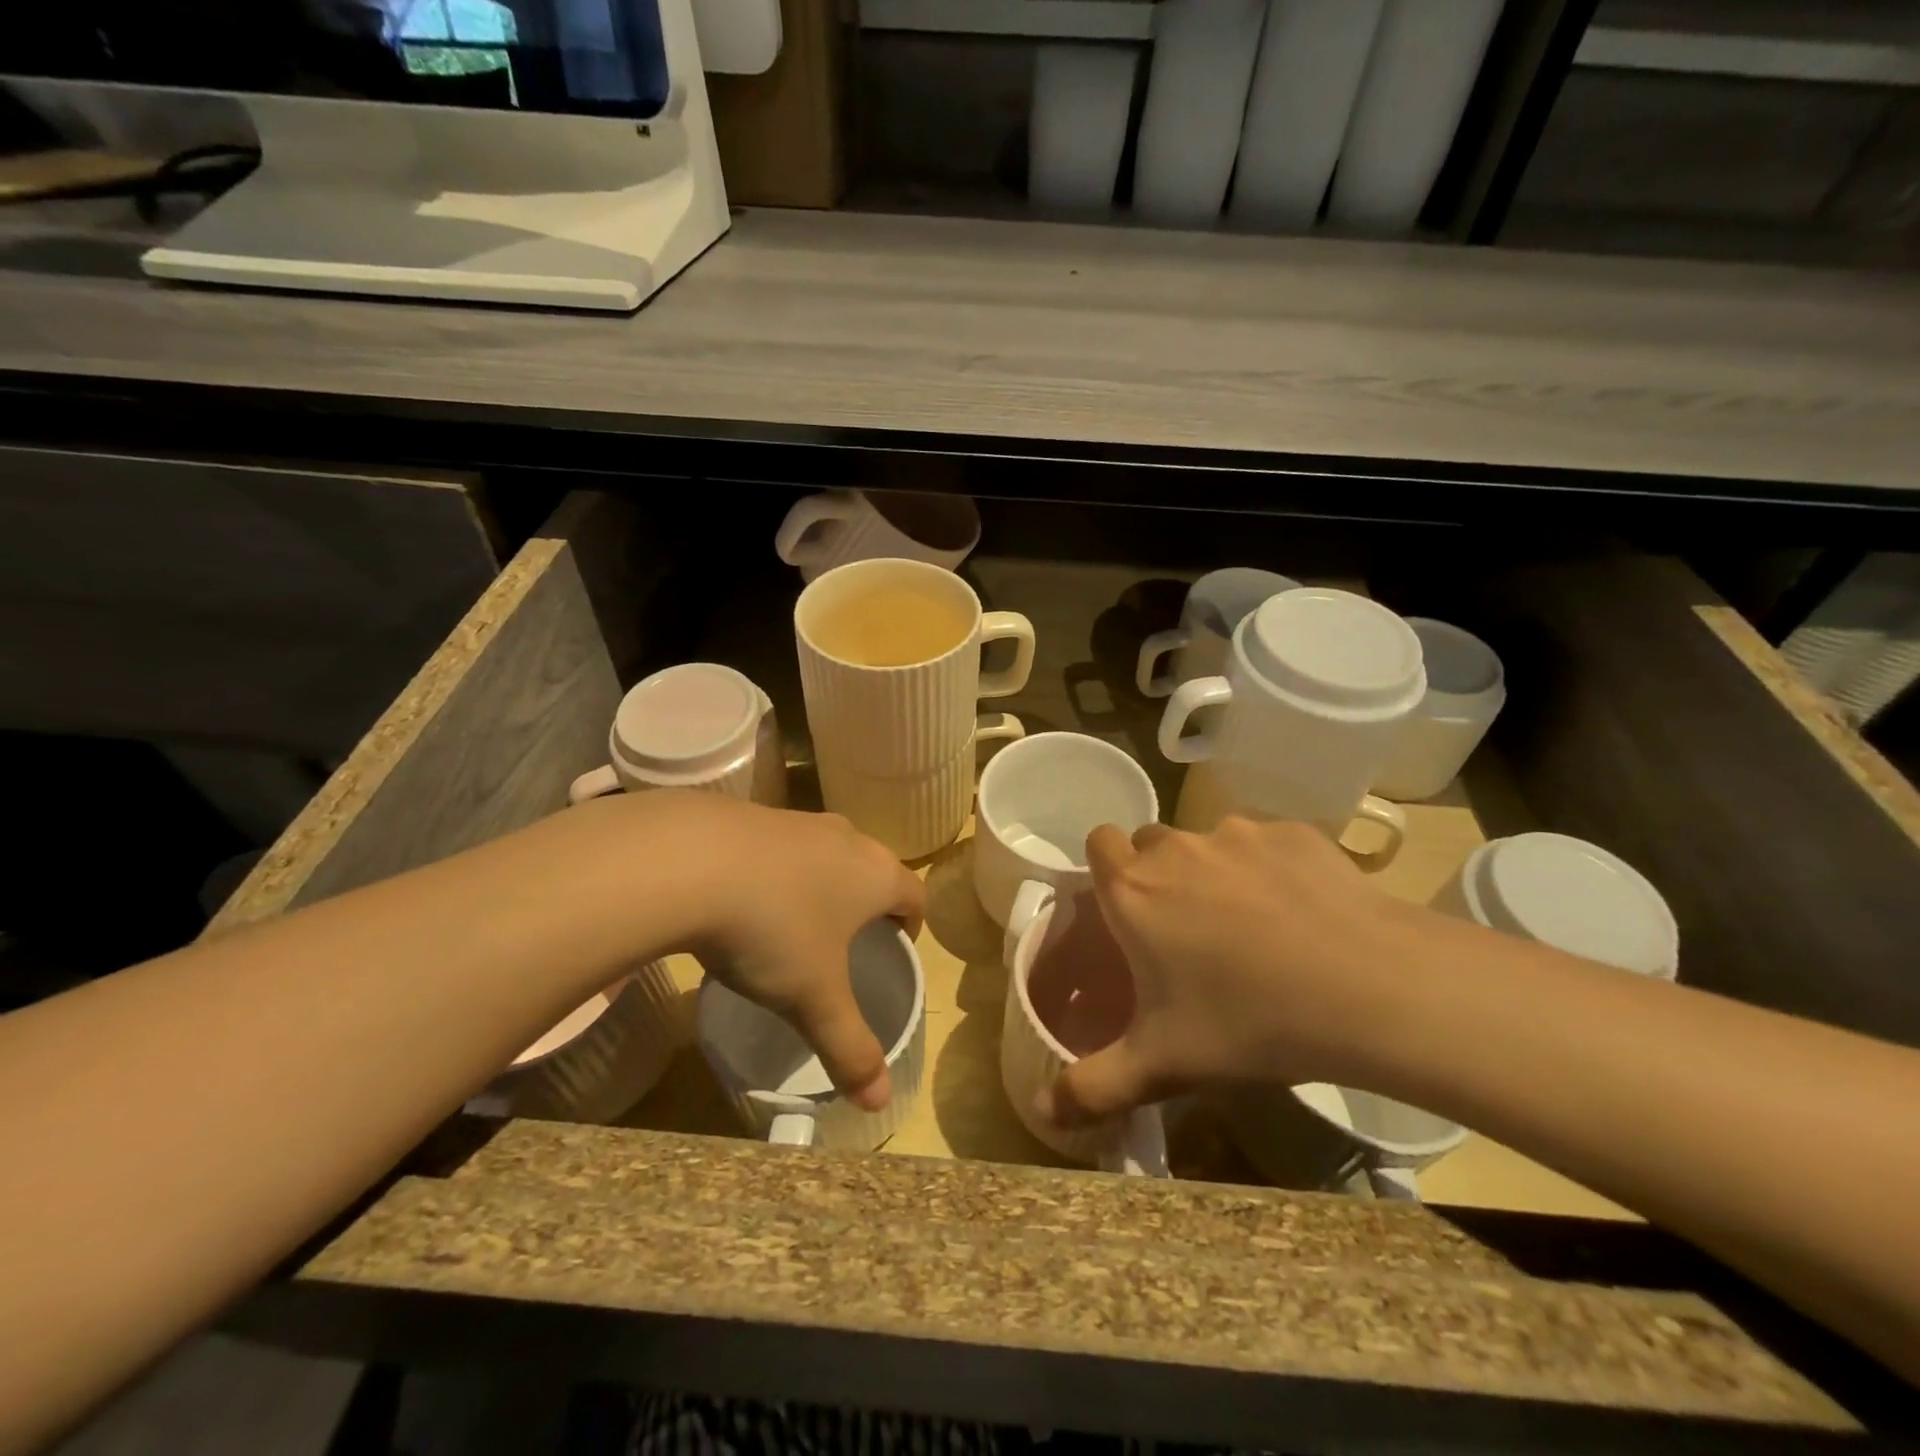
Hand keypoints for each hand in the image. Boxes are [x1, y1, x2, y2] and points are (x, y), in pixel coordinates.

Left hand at [608, 793, 923, 1110]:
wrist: (690, 860)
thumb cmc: (774, 929)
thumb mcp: (813, 998)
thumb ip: (850, 1048)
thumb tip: (882, 1102)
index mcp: (877, 874)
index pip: (915, 895)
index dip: (912, 924)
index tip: (895, 949)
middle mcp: (847, 838)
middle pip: (872, 870)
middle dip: (865, 904)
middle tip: (845, 944)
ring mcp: (799, 822)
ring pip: (826, 855)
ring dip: (821, 885)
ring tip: (793, 925)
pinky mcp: (755, 815)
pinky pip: (782, 847)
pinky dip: (777, 872)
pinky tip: (744, 900)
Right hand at [1053, 816, 1457, 1123]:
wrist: (1369, 988)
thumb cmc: (1247, 1021)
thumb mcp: (1162, 1065)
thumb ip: (1094, 1087)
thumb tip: (1045, 1112)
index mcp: (1134, 891)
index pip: (1099, 842)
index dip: (1107, 868)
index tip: (1125, 908)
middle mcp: (1177, 848)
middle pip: (1152, 843)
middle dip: (1159, 875)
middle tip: (1188, 931)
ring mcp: (1238, 834)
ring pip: (1209, 843)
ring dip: (1216, 873)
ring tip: (1254, 928)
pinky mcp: (1294, 833)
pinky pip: (1266, 845)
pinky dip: (1271, 870)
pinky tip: (1303, 914)